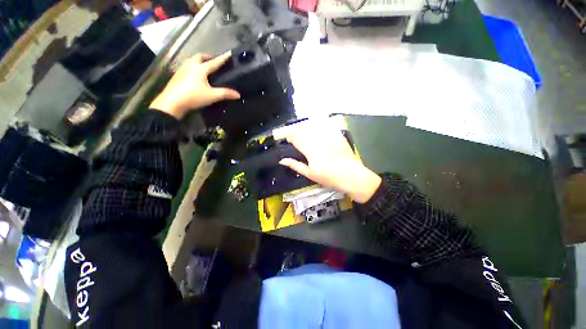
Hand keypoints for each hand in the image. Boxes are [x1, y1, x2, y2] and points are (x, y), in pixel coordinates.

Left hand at [150, 52, 240, 118]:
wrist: (172, 102)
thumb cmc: (193, 97)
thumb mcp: (212, 96)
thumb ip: (225, 94)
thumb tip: (238, 95)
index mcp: (200, 68)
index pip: (214, 62)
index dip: (223, 58)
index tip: (229, 53)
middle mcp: (191, 65)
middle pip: (200, 56)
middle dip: (208, 57)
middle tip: (214, 60)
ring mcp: (182, 69)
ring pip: (192, 60)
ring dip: (199, 60)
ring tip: (205, 65)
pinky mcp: (177, 75)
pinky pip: (187, 66)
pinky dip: (193, 66)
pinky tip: (194, 74)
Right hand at [279, 122, 381, 202]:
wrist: (352, 176)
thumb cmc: (329, 177)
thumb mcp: (310, 174)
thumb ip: (295, 165)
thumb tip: (282, 160)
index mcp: (310, 151)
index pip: (295, 137)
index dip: (289, 137)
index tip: (289, 140)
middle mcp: (318, 140)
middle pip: (303, 129)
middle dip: (297, 132)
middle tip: (297, 139)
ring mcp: (329, 136)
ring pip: (313, 125)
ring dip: (306, 128)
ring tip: (307, 135)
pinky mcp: (337, 134)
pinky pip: (325, 125)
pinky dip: (319, 126)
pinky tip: (318, 131)